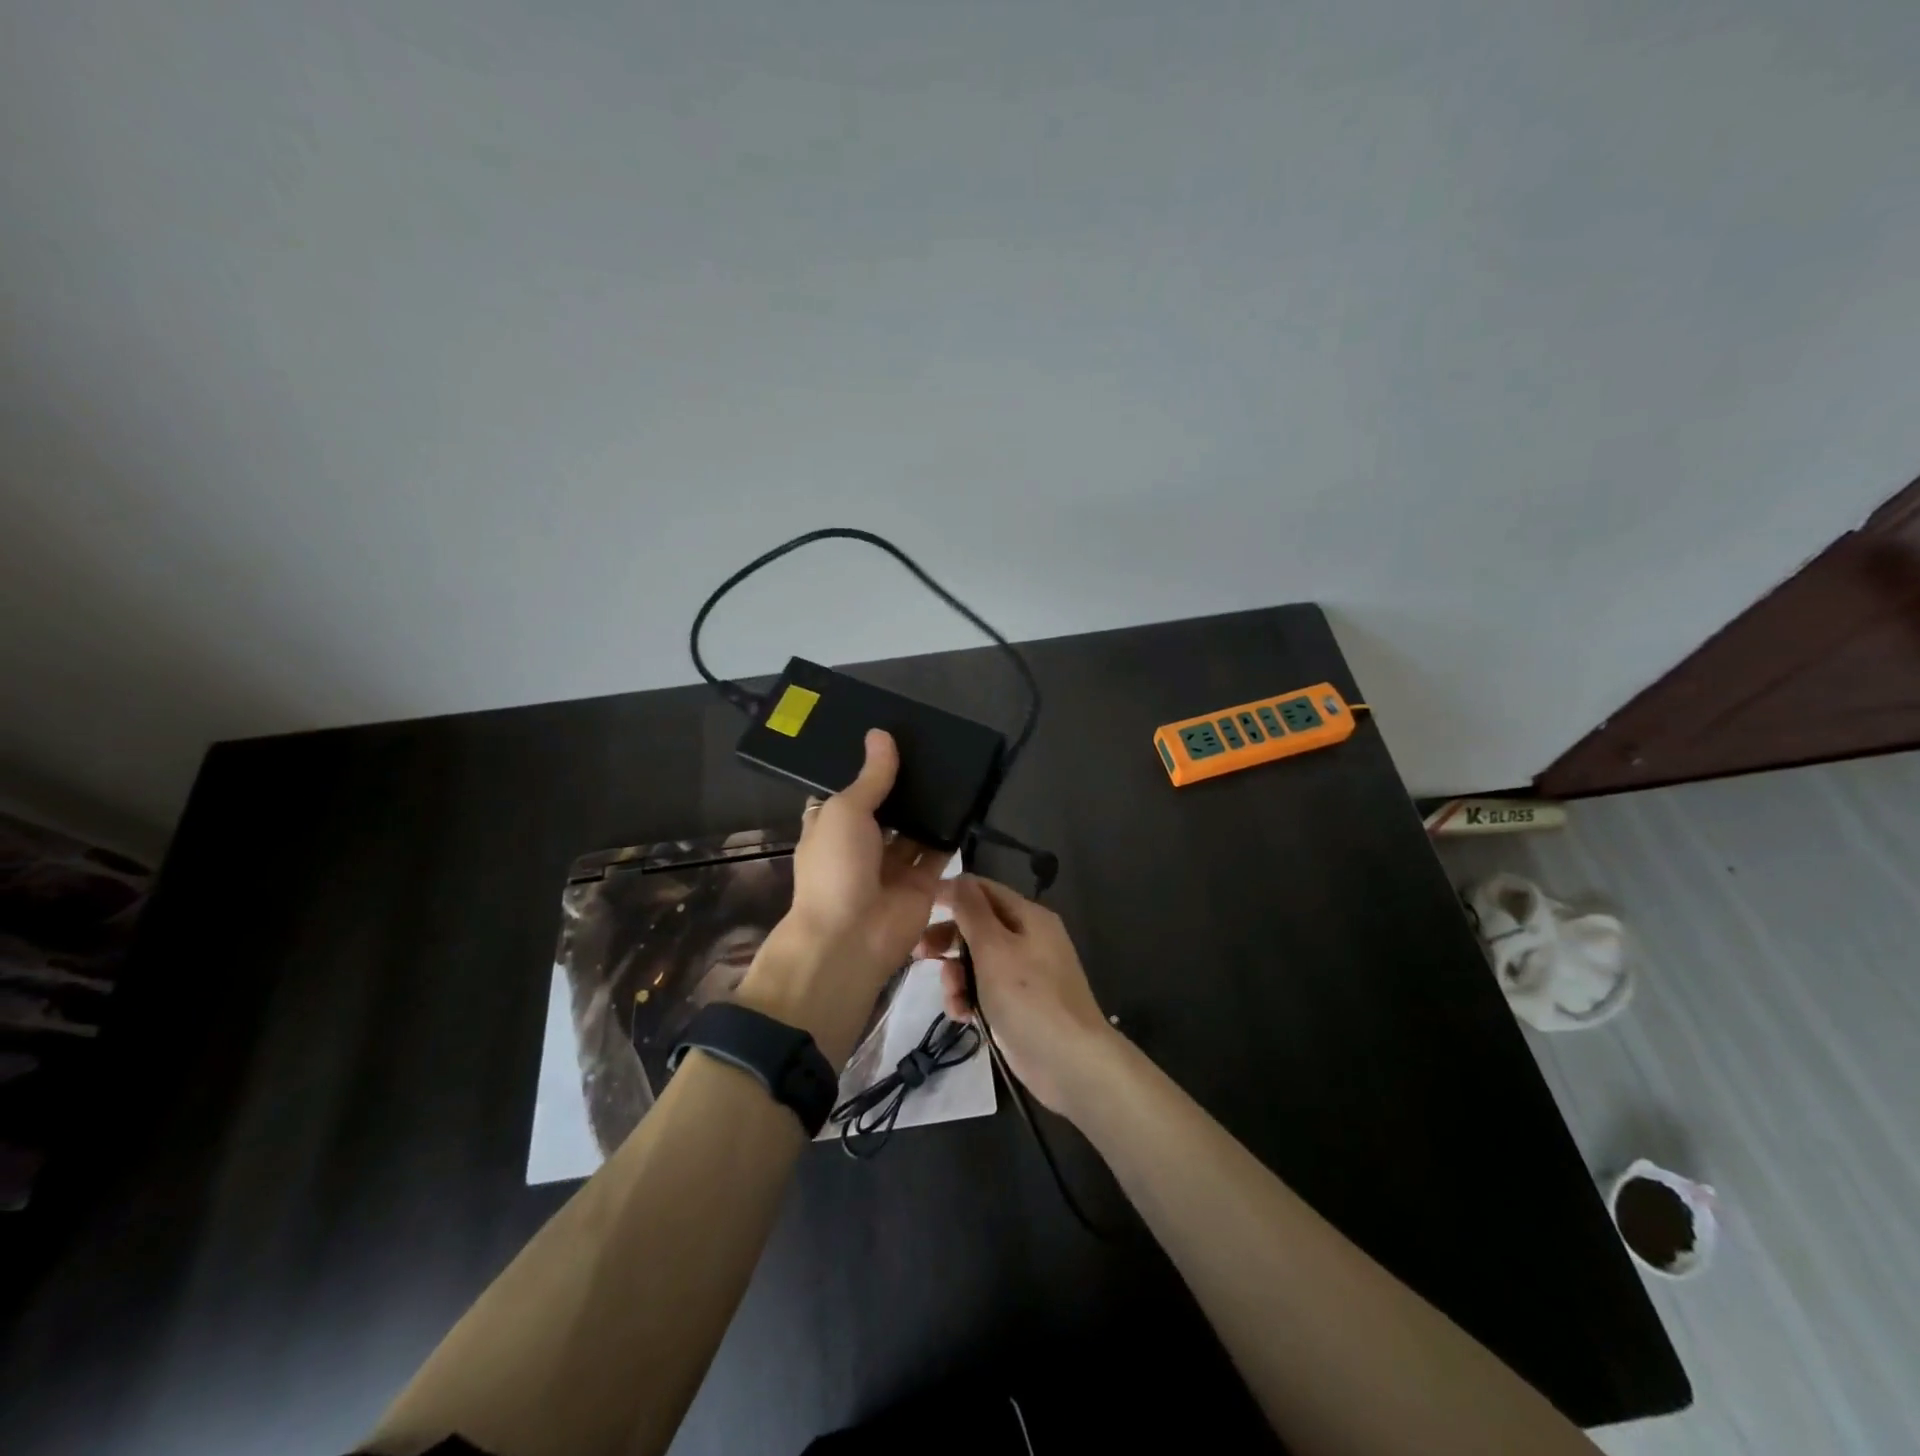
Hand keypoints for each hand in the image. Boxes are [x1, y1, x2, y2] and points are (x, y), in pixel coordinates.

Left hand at [738, 730, 944, 1066]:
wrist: (850, 940)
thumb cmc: (835, 868)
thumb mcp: (845, 811)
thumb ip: (871, 777)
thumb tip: (881, 734)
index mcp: (832, 826)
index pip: (851, 791)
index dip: (868, 768)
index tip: (892, 737)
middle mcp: (862, 844)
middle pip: (888, 808)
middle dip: (905, 785)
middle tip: (934, 745)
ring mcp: (893, 865)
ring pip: (915, 828)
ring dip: (931, 805)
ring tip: (955, 765)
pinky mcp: (922, 883)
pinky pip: (939, 851)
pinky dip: (951, 831)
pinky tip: (969, 800)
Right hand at [915, 875, 1119, 1115]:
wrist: (1070, 1063)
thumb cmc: (1030, 997)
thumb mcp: (994, 948)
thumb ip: (972, 911)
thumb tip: (959, 878)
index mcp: (1028, 916)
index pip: (983, 890)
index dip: (951, 893)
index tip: (916, 906)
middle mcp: (1027, 939)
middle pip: (977, 926)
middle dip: (948, 939)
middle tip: (918, 953)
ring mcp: (1022, 974)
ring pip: (976, 961)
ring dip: (956, 976)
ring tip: (952, 997)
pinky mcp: (1016, 1005)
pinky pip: (983, 990)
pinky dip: (969, 998)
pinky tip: (962, 1016)